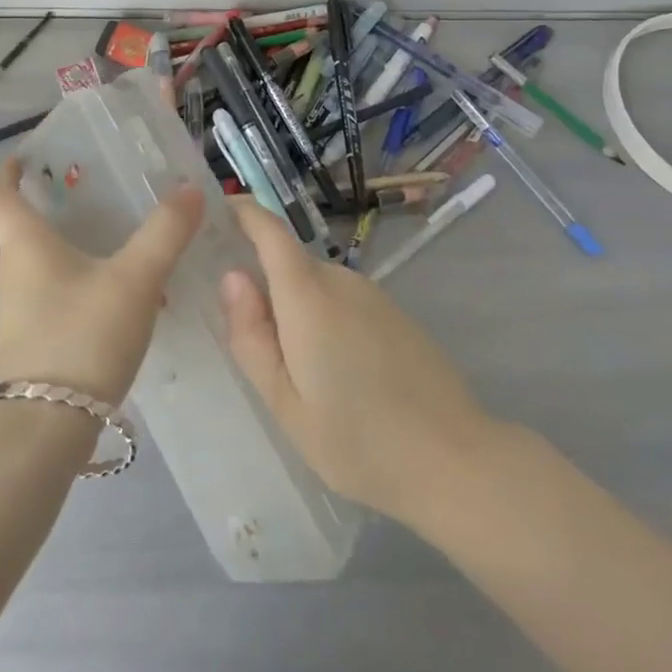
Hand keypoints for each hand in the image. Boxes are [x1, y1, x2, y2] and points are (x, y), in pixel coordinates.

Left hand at [0, 158, 203, 406]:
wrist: (43, 431)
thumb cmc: (82, 337)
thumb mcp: (135, 279)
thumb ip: (165, 233)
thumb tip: (191, 189)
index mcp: (25, 247)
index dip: (7, 175)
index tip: (21, 159)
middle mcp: (9, 278)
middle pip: (7, 238)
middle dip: (29, 219)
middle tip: (65, 206)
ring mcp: (11, 321)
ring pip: (21, 276)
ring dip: (45, 260)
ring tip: (89, 253)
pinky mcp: (24, 355)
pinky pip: (37, 309)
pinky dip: (59, 296)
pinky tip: (98, 306)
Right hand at [219, 198, 491, 525]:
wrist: (454, 461)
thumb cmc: (358, 440)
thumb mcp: (286, 404)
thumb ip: (251, 337)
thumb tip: (231, 277)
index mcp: (308, 295)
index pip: (269, 231)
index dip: (244, 212)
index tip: (218, 210)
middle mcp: (341, 280)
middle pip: (290, 265)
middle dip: (265, 286)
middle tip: (248, 340)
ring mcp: (373, 295)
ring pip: (317, 287)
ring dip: (298, 311)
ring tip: (296, 371)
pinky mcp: (395, 314)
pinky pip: (344, 303)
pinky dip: (326, 321)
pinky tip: (338, 374)